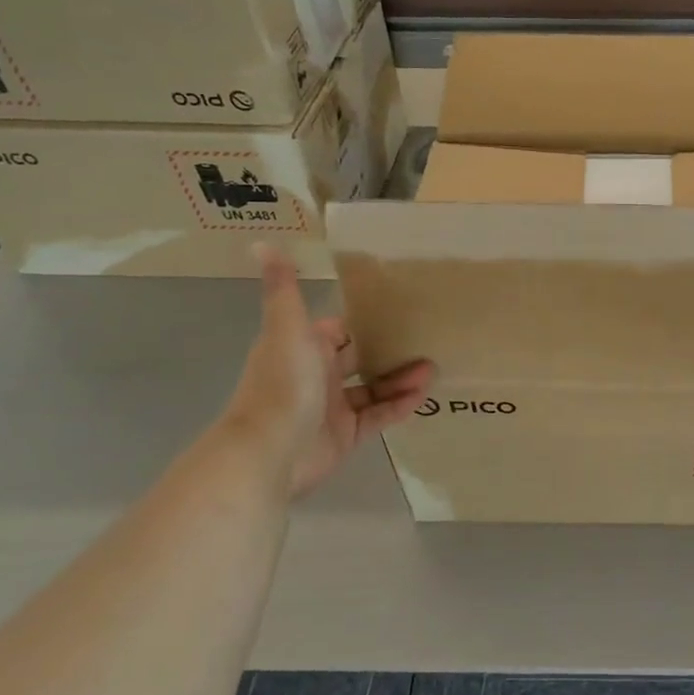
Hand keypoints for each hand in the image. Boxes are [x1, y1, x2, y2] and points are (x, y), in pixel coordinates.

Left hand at [220, 246, 434, 498]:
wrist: (268, 452)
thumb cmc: (282, 384)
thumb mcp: (287, 328)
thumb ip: (282, 288)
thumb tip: (261, 242)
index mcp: (305, 347)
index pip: (342, 329)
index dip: (369, 320)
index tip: (403, 309)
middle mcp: (319, 374)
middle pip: (363, 358)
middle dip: (392, 350)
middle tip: (427, 341)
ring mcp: (334, 407)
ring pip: (374, 388)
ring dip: (401, 378)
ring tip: (432, 369)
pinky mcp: (346, 435)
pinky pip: (378, 416)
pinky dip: (399, 406)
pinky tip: (422, 396)